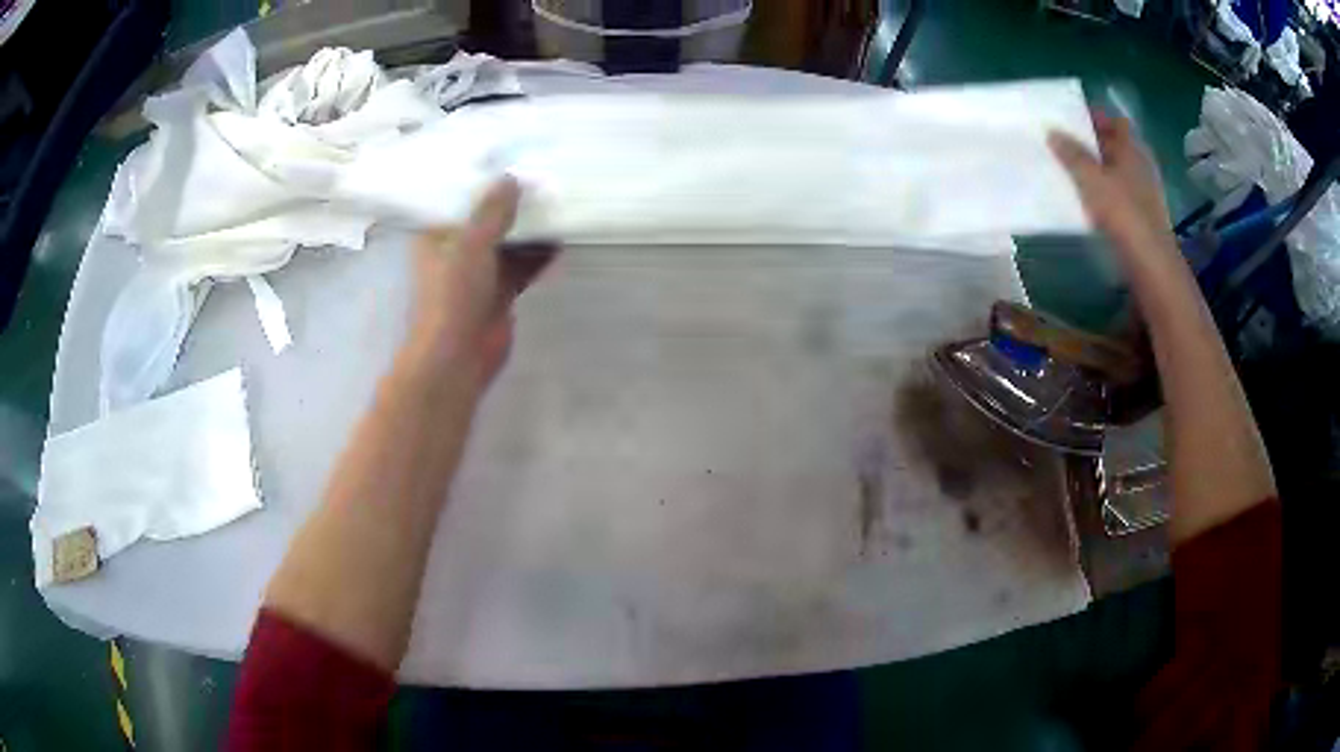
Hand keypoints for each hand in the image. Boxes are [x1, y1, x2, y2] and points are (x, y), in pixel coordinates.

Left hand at [406, 177, 556, 388]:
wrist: (459, 356)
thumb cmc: (453, 296)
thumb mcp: (470, 244)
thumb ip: (492, 210)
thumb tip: (512, 176)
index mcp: (437, 235)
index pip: (458, 198)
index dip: (480, 180)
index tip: (505, 157)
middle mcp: (457, 249)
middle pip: (487, 217)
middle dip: (511, 201)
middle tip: (539, 174)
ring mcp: (480, 271)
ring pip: (508, 241)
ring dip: (529, 227)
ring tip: (556, 201)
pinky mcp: (500, 291)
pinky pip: (522, 265)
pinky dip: (539, 255)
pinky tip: (561, 240)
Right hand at [1048, 111, 1177, 271]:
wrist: (1150, 263)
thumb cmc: (1123, 212)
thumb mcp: (1091, 178)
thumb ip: (1072, 154)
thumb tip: (1053, 132)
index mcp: (1132, 148)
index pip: (1115, 121)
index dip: (1095, 117)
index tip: (1071, 118)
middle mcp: (1141, 165)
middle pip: (1115, 146)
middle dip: (1092, 143)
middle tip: (1064, 142)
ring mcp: (1144, 192)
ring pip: (1116, 171)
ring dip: (1097, 169)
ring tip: (1071, 170)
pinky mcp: (1141, 217)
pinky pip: (1119, 194)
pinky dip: (1104, 192)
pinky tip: (1087, 199)